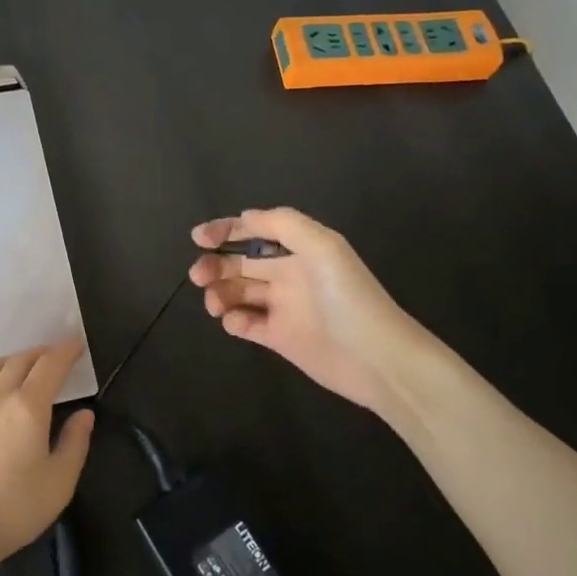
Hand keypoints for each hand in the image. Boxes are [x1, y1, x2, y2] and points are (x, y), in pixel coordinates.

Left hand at [0, 340, 94, 573]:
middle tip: (54, 356)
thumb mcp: (59, 481)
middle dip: (40, 353)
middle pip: (20, 361)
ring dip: (9, 360)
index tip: (77, 344)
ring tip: (20, 368)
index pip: (50, 366)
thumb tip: (84, 414)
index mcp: (28, 407)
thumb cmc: (15, 508)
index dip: (65, 351)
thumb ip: (75, 443)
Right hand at [190, 208, 464, 420]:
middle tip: (198, 276)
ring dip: (219, 293)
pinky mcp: (280, 338)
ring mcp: (283, 307)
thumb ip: (283, 224)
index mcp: (299, 249)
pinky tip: (234, 322)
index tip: (199, 239)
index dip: (226, 230)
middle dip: (215, 264)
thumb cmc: (348, 298)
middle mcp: (288, 274)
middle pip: (240, 262)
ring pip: (238, 292)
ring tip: (215, 305)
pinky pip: (247, 324)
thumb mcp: (322, 247)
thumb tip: (244, 216)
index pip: (255, 232)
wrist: (378, 359)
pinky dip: (233, 320)